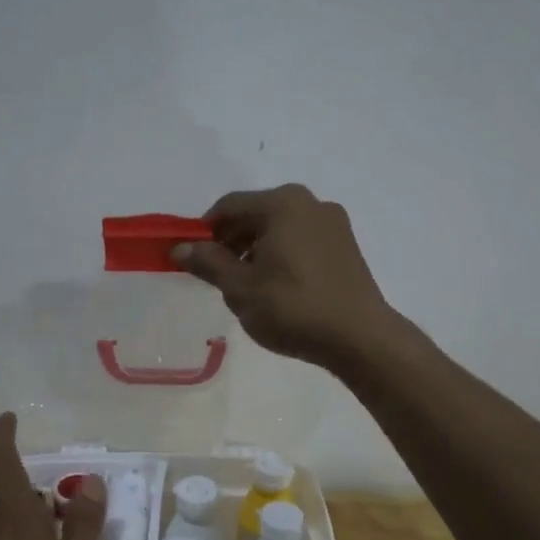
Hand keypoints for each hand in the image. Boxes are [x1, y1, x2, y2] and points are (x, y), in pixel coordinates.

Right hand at [171, 185, 395, 371]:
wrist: (359, 337)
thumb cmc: (292, 308)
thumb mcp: (240, 288)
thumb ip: (207, 263)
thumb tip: (179, 247)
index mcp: (281, 203)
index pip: (228, 206)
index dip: (204, 231)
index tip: (192, 259)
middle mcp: (309, 202)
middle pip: (256, 214)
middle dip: (231, 241)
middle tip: (218, 275)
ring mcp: (333, 223)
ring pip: (280, 228)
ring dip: (257, 249)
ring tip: (247, 286)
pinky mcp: (346, 246)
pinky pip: (302, 241)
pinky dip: (282, 255)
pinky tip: (278, 287)